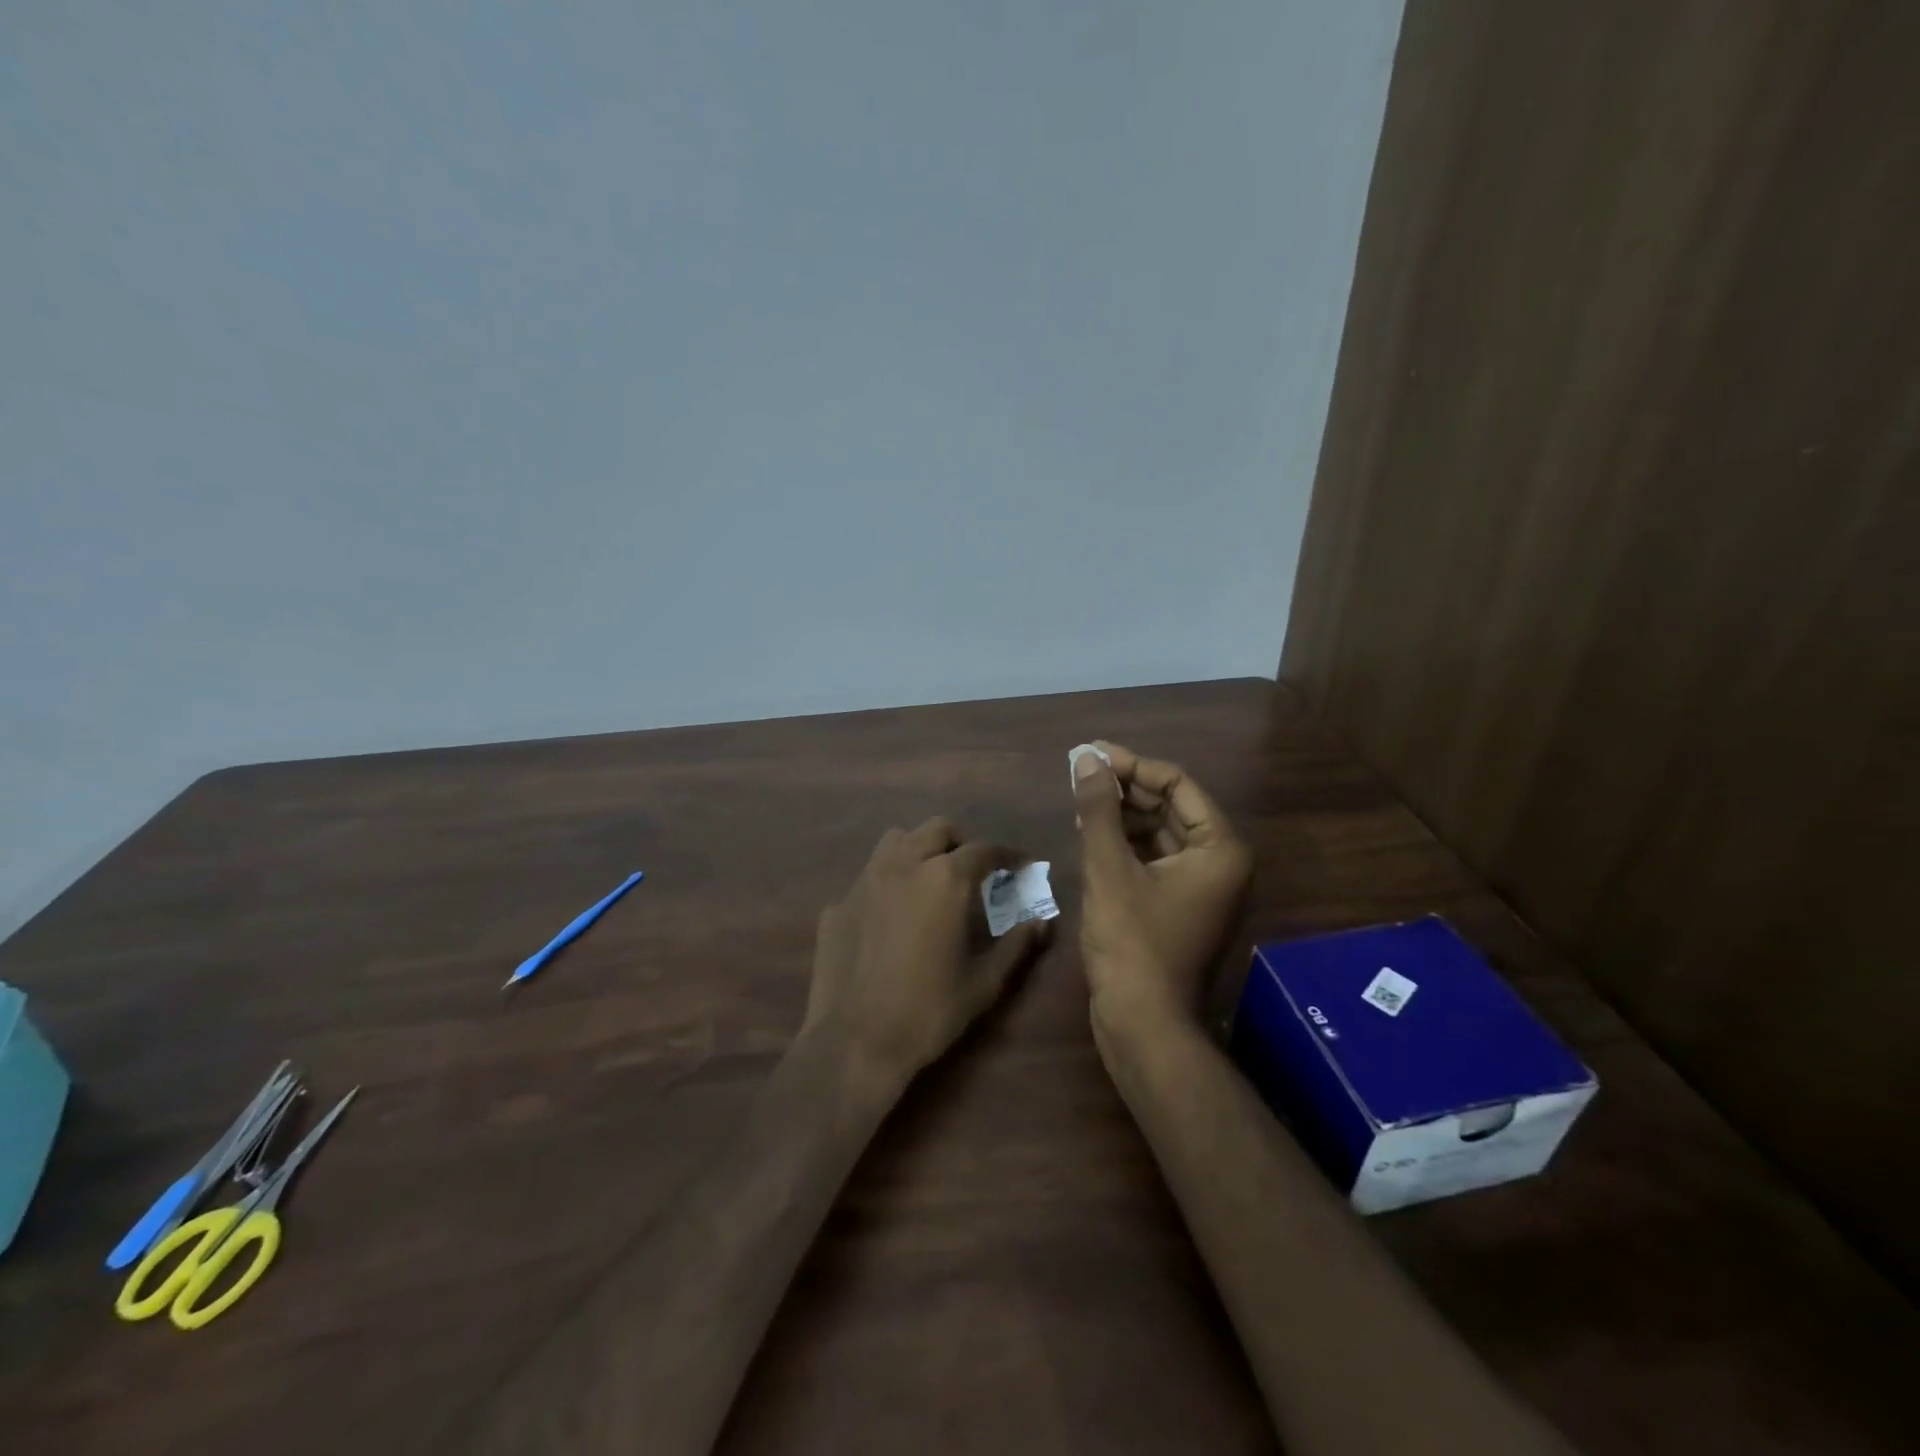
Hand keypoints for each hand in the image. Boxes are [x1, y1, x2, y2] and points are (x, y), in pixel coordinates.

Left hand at [802, 817, 1052, 1088]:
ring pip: (896, 841)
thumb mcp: (984, 983)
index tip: (1021, 865)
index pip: (984, 849)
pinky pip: (868, 878)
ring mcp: (864, 881)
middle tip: (974, 872)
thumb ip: (1015, 945)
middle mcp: (903, 865)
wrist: (854, 1042)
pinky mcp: (838, 904)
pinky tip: (890, 918)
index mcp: (944, 879)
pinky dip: (887, 884)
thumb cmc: (928, 1011)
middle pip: (937, 829)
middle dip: (961, 843)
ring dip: (919, 850)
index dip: (1008, 855)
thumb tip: (1041, 923)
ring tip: (930, 881)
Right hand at [1072, 742, 1251, 1037]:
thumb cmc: (1132, 943)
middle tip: (1080, 773)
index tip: (1090, 755)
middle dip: (1124, 789)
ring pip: (1160, 833)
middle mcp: (1220, 862)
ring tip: (1079, 802)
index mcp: (1220, 848)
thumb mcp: (1109, 869)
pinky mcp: (1180, 905)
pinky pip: (1154, 859)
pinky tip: (1091, 834)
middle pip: (1170, 806)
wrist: (1144, 1025)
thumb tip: (1086, 759)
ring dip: (1121, 815)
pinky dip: (1125, 844)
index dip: (1132, 765)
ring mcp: (1202, 887)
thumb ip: (1099, 809)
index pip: (1177, 783)